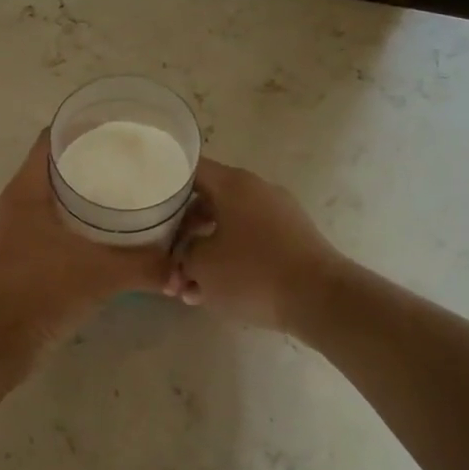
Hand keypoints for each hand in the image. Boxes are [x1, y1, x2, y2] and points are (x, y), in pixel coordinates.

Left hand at [0, 129, 175, 351]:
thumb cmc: (38, 290)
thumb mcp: (99, 273)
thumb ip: (145, 267)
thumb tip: (183, 271)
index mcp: (29, 189)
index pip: (53, 138)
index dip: (85, 126)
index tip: (123, 128)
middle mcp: (23, 203)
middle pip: (60, 167)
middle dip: (97, 161)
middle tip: (138, 162)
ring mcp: (23, 232)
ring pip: (62, 200)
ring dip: (93, 196)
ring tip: (135, 194)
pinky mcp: (29, 259)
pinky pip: (62, 229)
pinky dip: (87, 227)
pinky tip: (117, 236)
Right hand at [166, 159, 342, 332]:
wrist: (321, 299)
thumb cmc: (252, 273)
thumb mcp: (201, 265)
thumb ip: (181, 255)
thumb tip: (183, 256)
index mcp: (233, 184)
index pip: (190, 169)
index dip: (164, 184)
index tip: (147, 204)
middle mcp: (257, 190)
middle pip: (207, 202)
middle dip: (182, 235)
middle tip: (166, 262)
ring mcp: (278, 214)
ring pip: (227, 227)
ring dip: (204, 254)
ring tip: (188, 290)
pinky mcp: (291, 240)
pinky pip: (250, 242)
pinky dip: (230, 261)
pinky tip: (215, 293)